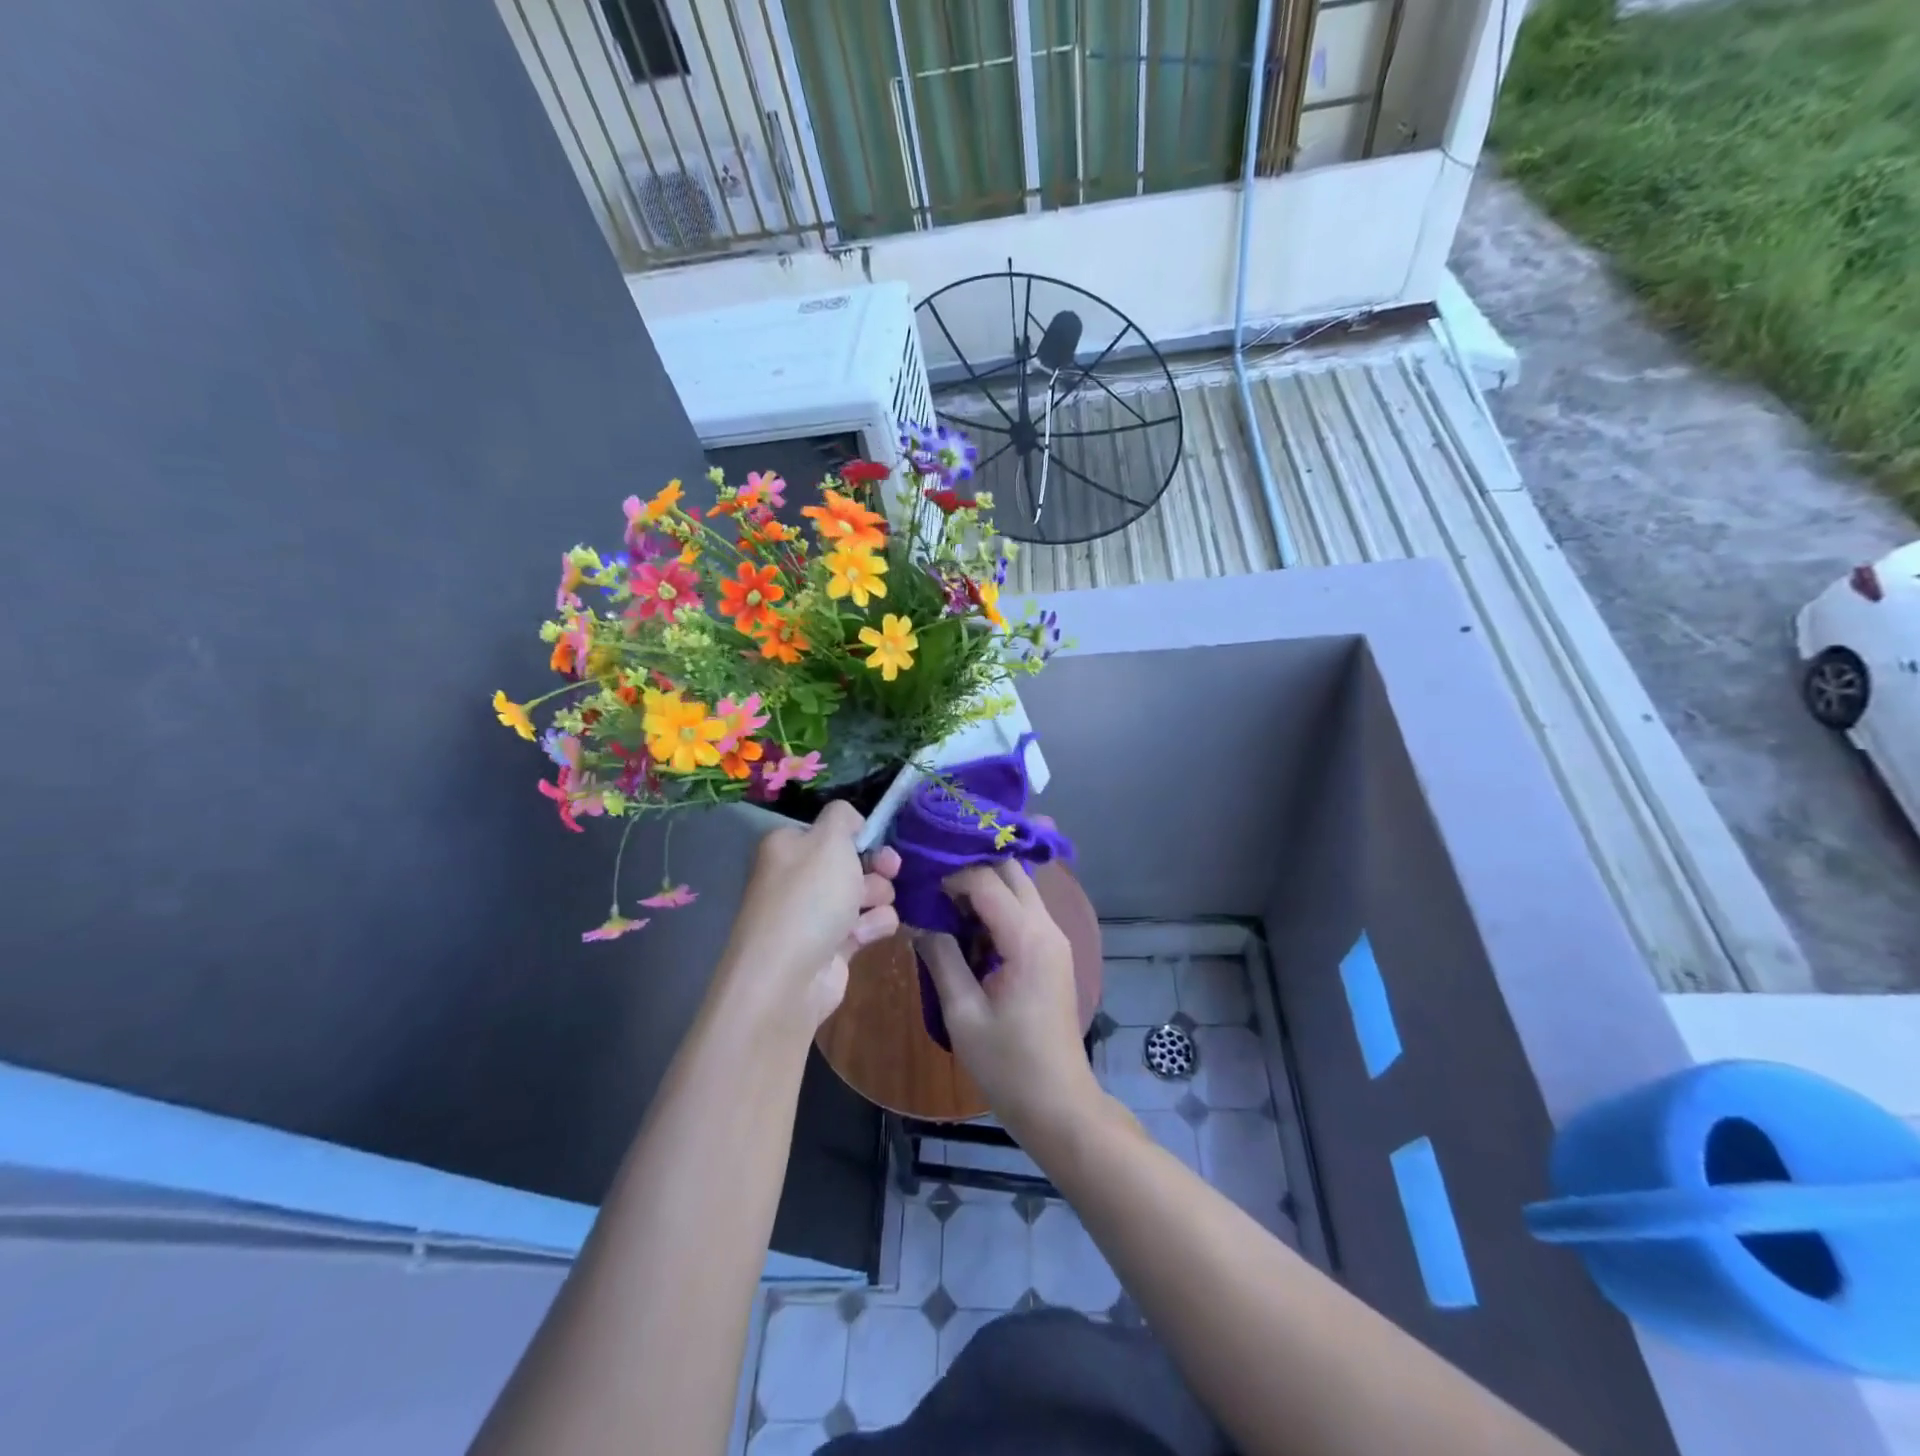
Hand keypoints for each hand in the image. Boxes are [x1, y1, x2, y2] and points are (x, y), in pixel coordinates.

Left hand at [723, 800, 900, 1027]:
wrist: (788, 977)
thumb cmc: (809, 897)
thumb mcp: (829, 839)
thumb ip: (843, 817)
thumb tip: (850, 819)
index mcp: (789, 847)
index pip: (830, 831)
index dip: (857, 835)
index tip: (877, 839)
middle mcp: (798, 878)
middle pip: (852, 862)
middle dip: (876, 865)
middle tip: (890, 869)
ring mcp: (814, 914)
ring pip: (865, 893)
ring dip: (878, 897)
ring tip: (872, 907)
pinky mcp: (832, 947)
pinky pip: (865, 925)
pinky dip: (872, 926)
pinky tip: (866, 935)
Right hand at [918, 863, 1101, 1142]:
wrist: (1058, 1104)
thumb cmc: (1008, 1065)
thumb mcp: (963, 1013)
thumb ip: (941, 958)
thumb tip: (917, 920)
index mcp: (1027, 938)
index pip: (987, 880)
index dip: (950, 874)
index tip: (917, 881)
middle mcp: (1047, 927)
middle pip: (1010, 871)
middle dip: (970, 866)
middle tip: (930, 878)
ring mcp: (1054, 939)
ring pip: (1019, 887)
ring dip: (983, 884)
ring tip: (941, 898)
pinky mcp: (1051, 952)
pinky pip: (1022, 910)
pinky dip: (995, 905)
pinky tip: (965, 924)